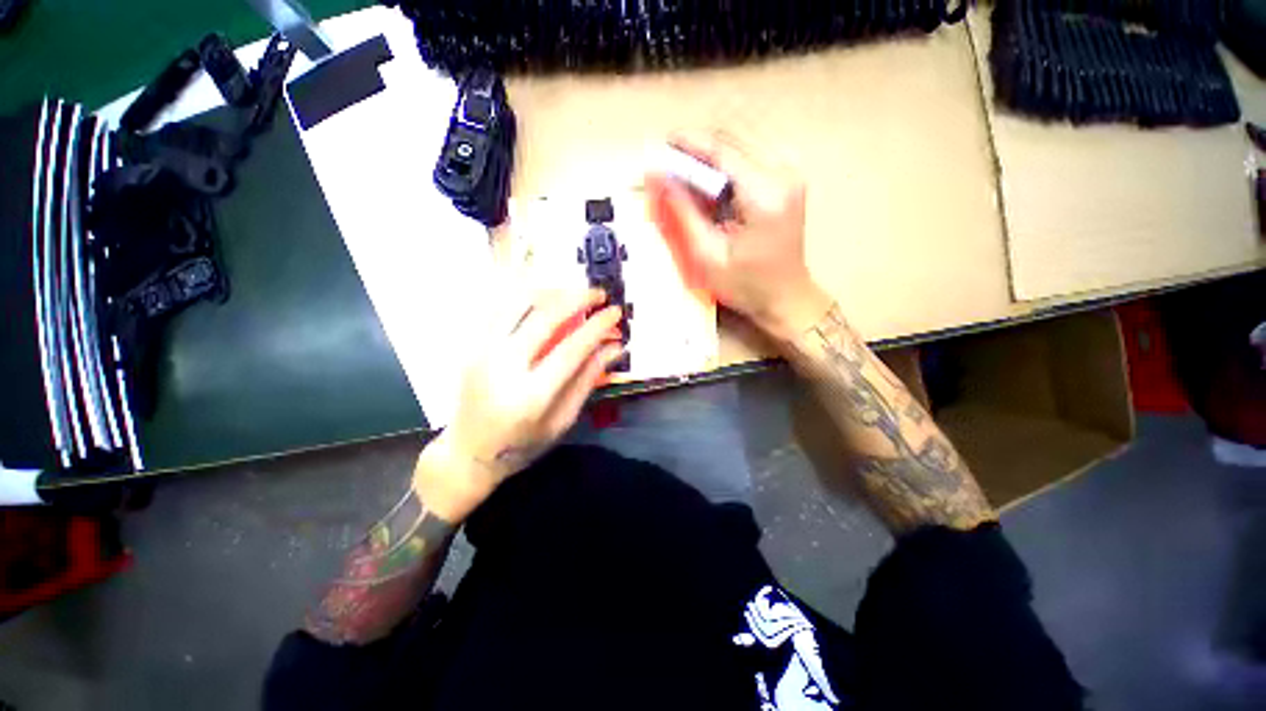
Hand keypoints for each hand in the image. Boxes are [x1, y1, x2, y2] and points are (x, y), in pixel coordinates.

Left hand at [414, 288, 623, 522]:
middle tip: (598, 293)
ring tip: (573, 292)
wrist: (468, 452)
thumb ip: (588, 380)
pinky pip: (499, 307)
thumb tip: (615, 347)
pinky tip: (542, 294)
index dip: (597, 326)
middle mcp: (503, 367)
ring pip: (518, 303)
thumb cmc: (523, 443)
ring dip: (551, 291)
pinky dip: (524, 294)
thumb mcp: (563, 419)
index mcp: (531, 396)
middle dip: (577, 298)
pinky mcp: (472, 346)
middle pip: (544, 318)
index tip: (615, 311)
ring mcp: (482, 352)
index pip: (571, 349)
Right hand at [646, 131, 831, 340]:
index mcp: (764, 195)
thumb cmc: (746, 286)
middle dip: (698, 146)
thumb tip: (658, 177)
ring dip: (713, 152)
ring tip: (688, 173)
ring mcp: (791, 172)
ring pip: (744, 140)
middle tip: (671, 163)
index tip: (662, 143)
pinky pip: (753, 152)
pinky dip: (728, 160)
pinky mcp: (790, 178)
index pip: (722, 150)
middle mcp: (783, 174)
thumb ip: (683, 211)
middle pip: (734, 138)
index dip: (689, 143)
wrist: (786, 297)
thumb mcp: (708, 255)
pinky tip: (714, 181)